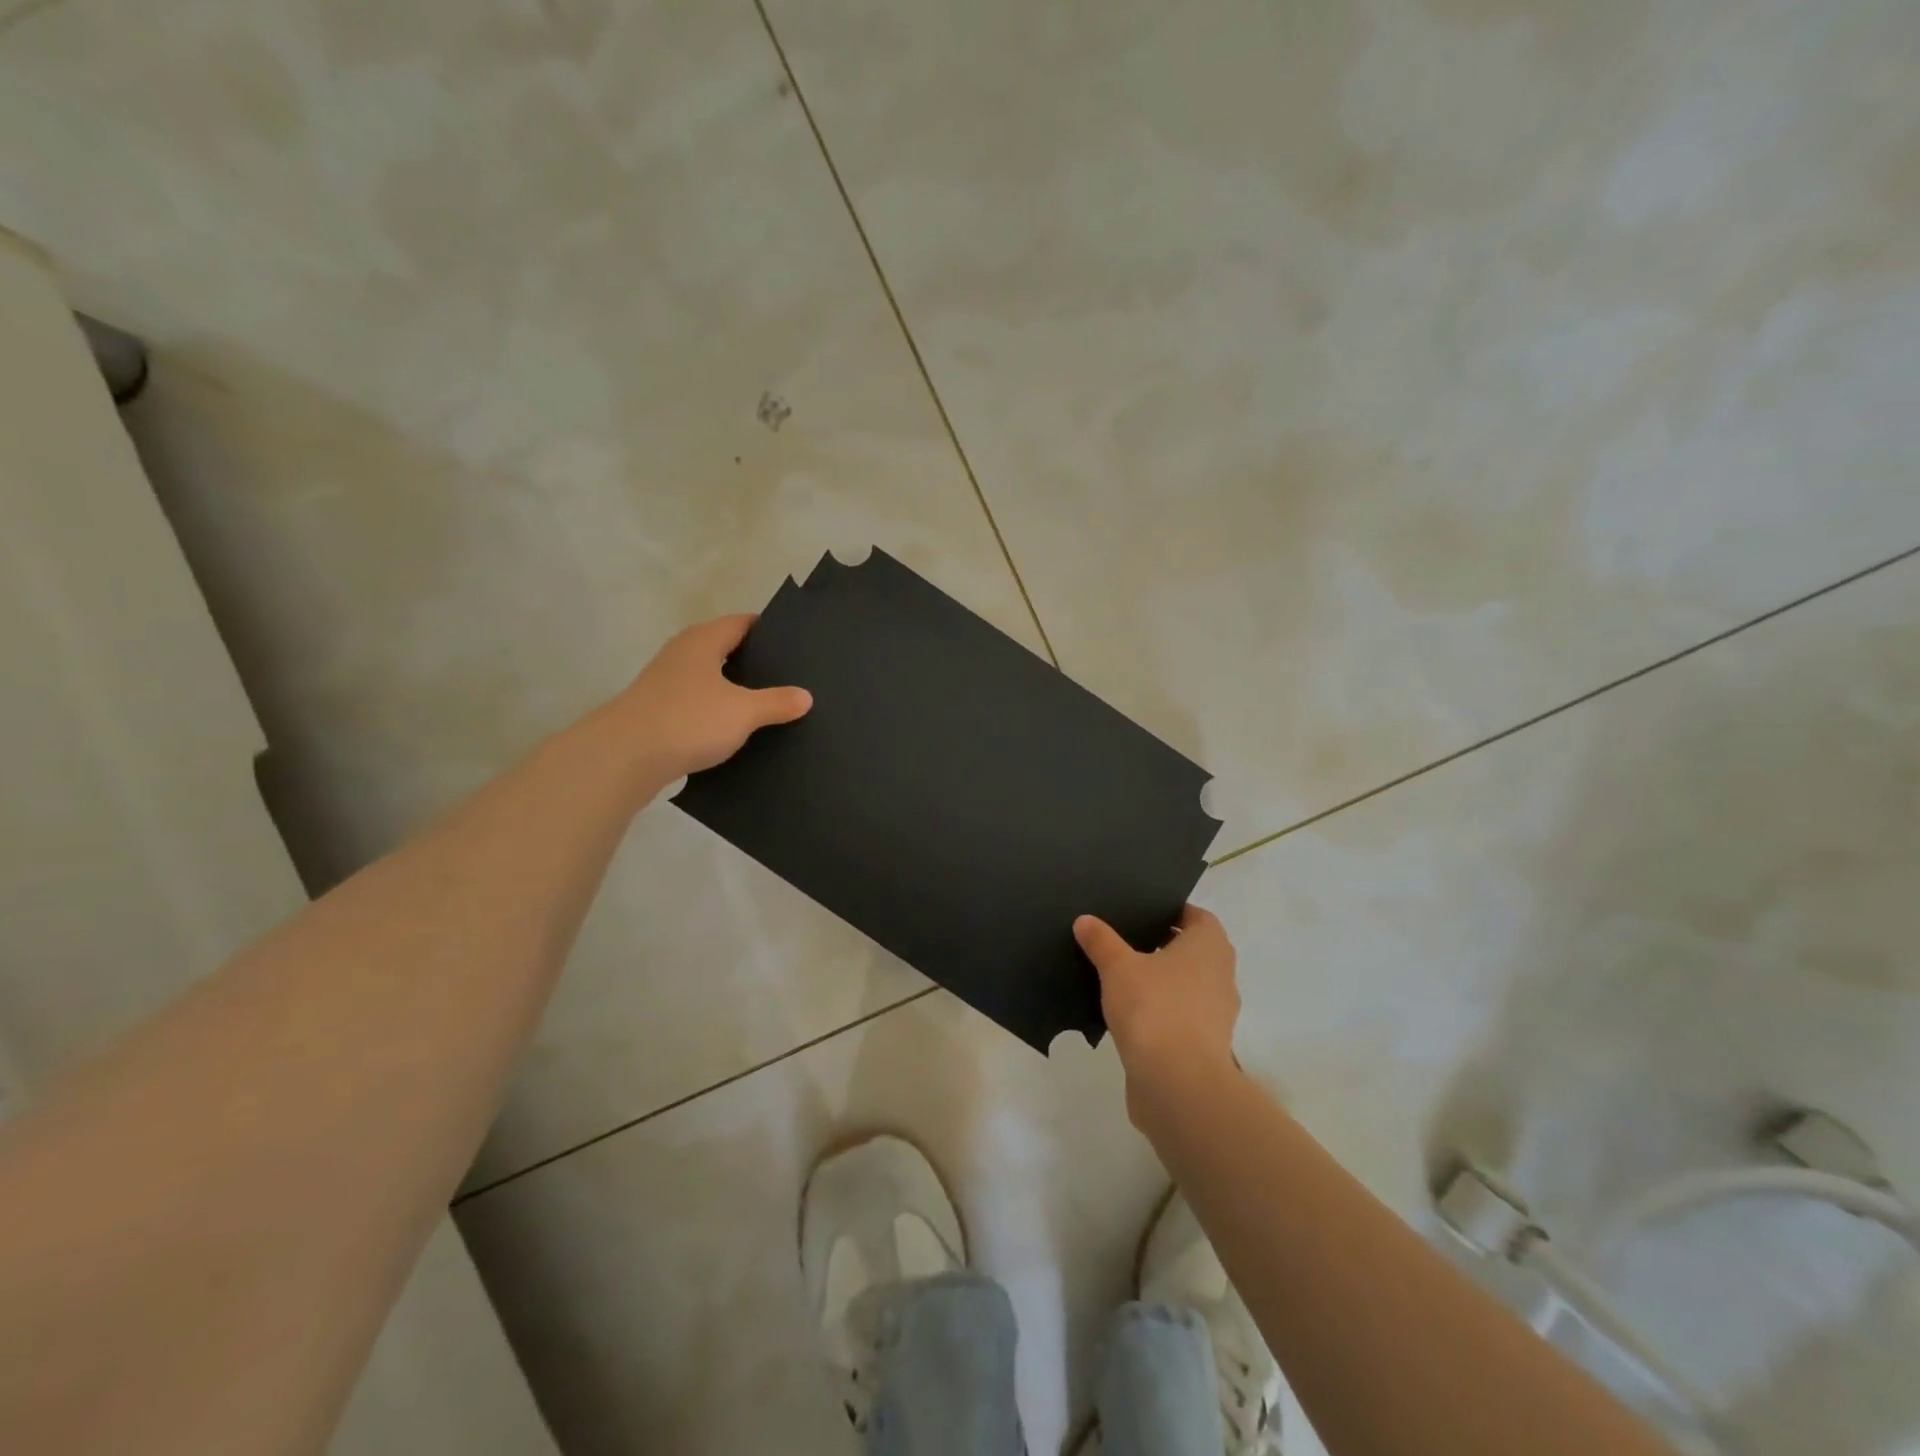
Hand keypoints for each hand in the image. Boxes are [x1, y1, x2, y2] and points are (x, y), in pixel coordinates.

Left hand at [613, 614, 811, 779]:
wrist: (625, 757)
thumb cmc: (689, 720)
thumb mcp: (743, 712)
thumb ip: (777, 702)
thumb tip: (805, 696)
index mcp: (703, 641)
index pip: (741, 623)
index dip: (768, 630)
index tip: (795, 643)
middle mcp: (682, 654)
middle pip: (724, 649)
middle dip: (754, 662)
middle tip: (789, 676)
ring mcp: (665, 683)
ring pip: (709, 679)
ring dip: (733, 690)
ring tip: (767, 705)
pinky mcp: (657, 712)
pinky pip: (696, 704)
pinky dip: (716, 712)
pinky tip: (734, 730)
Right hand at [1074, 906, 1239, 1122]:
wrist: (1177, 1083)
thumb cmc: (1154, 1008)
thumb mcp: (1118, 967)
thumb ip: (1102, 941)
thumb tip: (1085, 921)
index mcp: (1209, 946)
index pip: (1197, 917)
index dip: (1172, 912)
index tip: (1143, 912)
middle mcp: (1221, 975)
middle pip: (1194, 951)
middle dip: (1164, 946)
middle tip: (1127, 940)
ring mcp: (1217, 1013)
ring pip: (1188, 985)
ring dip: (1163, 981)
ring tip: (1123, 977)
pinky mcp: (1205, 1045)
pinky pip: (1182, 1016)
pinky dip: (1162, 1011)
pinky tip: (1131, 1014)